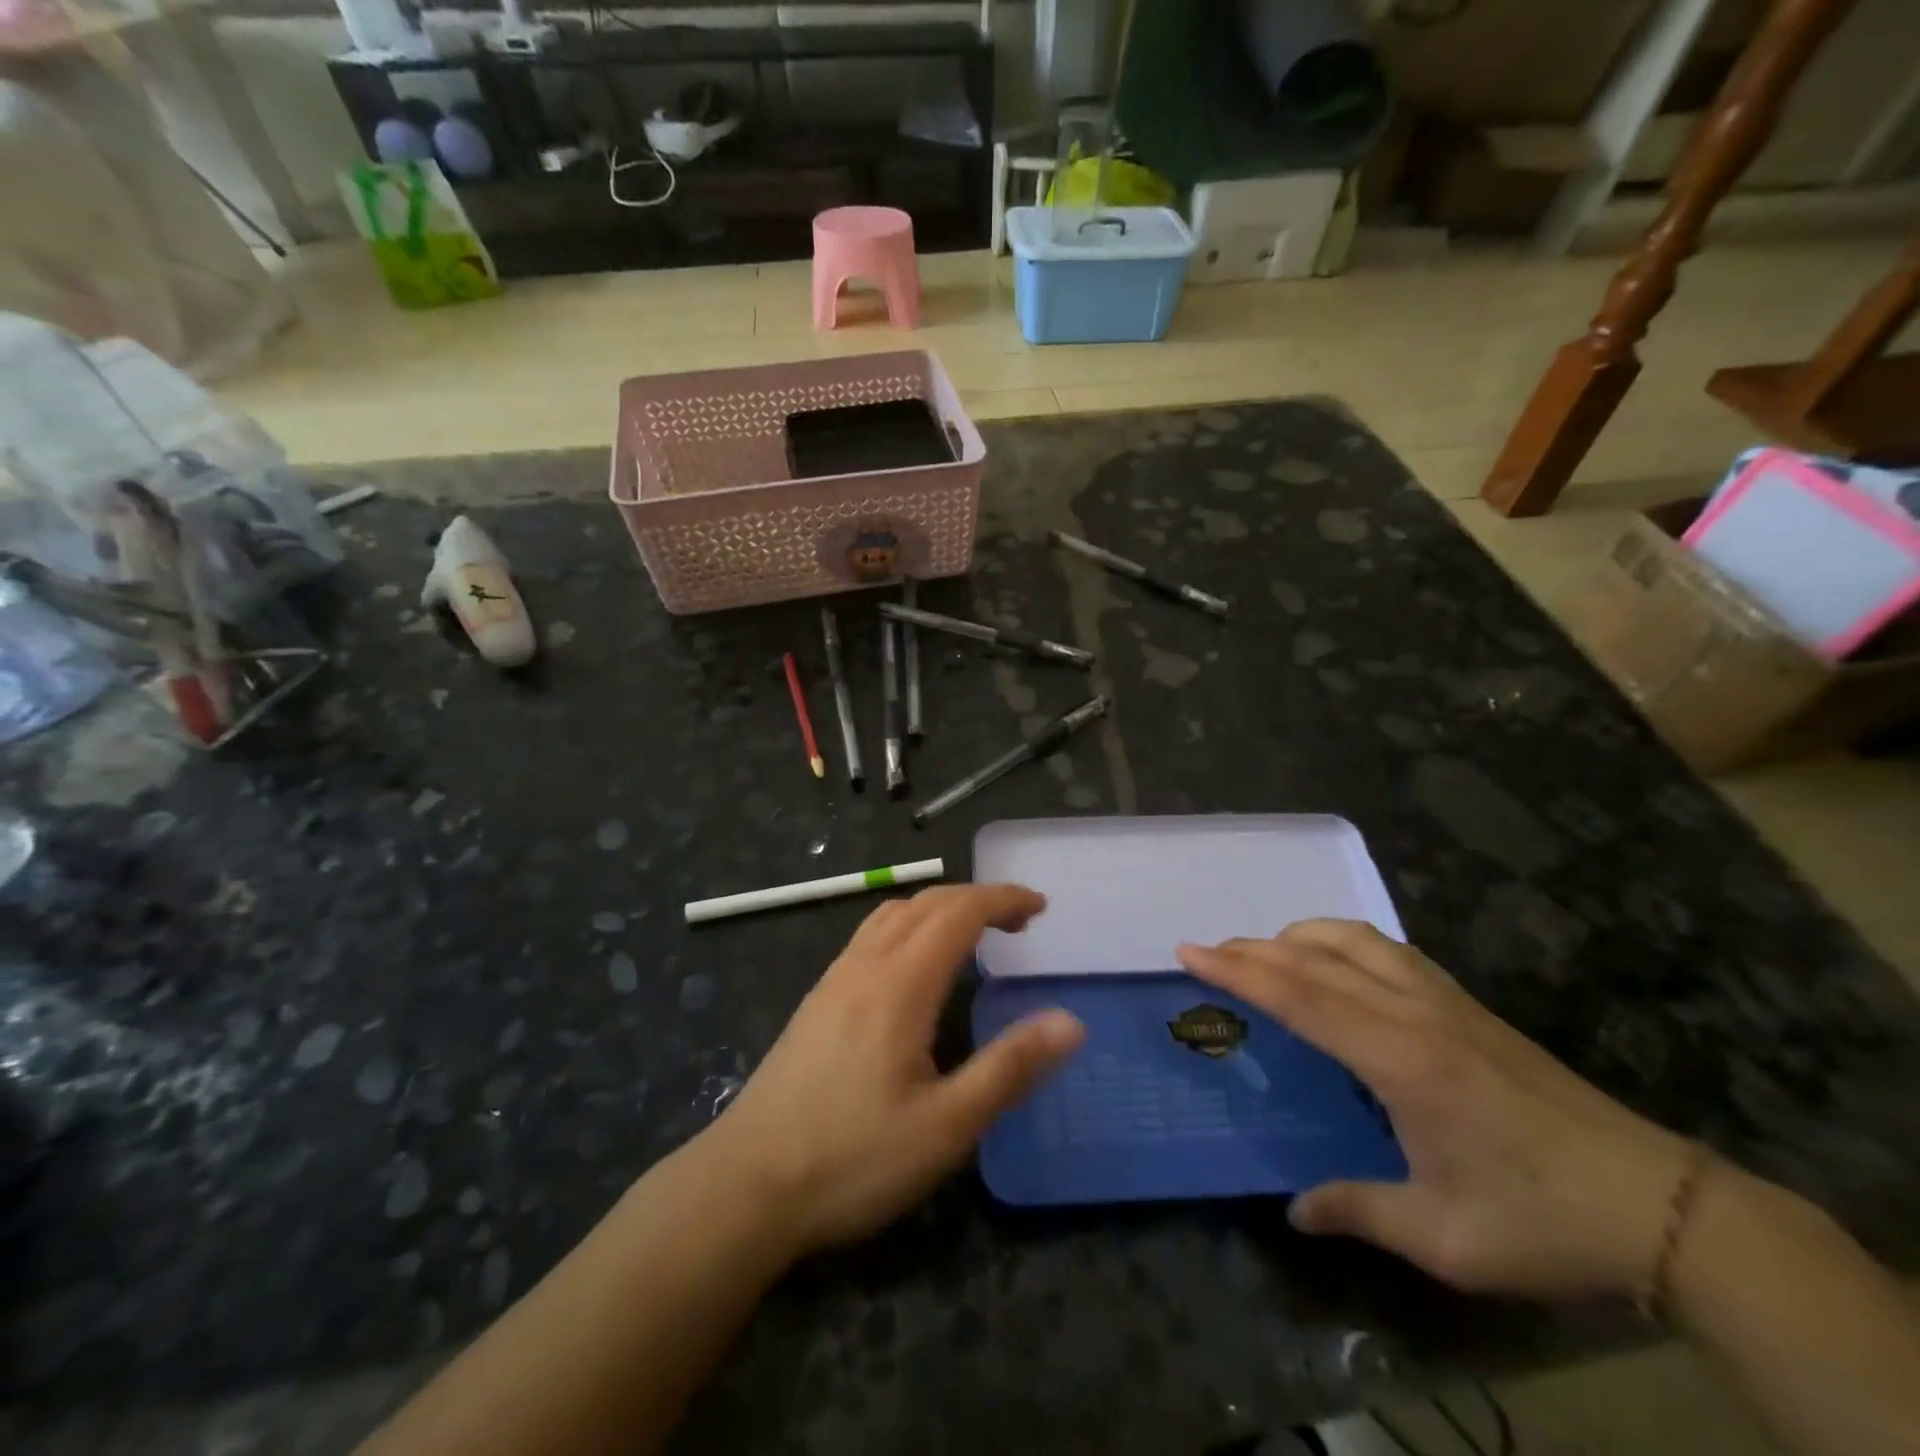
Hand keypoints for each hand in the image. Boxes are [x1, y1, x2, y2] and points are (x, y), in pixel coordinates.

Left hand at [706, 884, 1084, 1256]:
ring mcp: (834, 979)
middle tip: (1019, 922)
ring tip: (972, 935)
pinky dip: (909, 926)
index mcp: (900, 984)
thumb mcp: (946, 1127)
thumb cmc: (852, 1159)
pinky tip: (914, 969)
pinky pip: (870, 936)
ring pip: (892, 914)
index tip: (1041, 906)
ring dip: (938, 908)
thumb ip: (1009, 1068)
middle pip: (926, 903)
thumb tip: (1070, 1021)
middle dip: (976, 899)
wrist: (744, 1185)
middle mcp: (865, 965)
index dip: (1002, 899)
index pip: (958, 912)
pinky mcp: (817, 1000)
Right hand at [1177, 921, 1692, 1300]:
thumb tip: (1294, 1208)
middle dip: (1254, 949)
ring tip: (1268, 952)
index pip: (1300, 997)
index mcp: (1401, 1059)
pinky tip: (1340, 966)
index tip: (1190, 953)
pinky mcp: (1470, 1007)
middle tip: (1209, 952)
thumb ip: (1359, 1211)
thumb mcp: (1445, 1238)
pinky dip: (1345, 943)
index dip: (1239, 972)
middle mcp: (1416, 1013)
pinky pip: (1391, 951)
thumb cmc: (1545, 1223)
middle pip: (1318, 958)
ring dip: (1302, 936)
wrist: (1666, 1208)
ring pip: (1357, 940)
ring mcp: (1447, 1002)